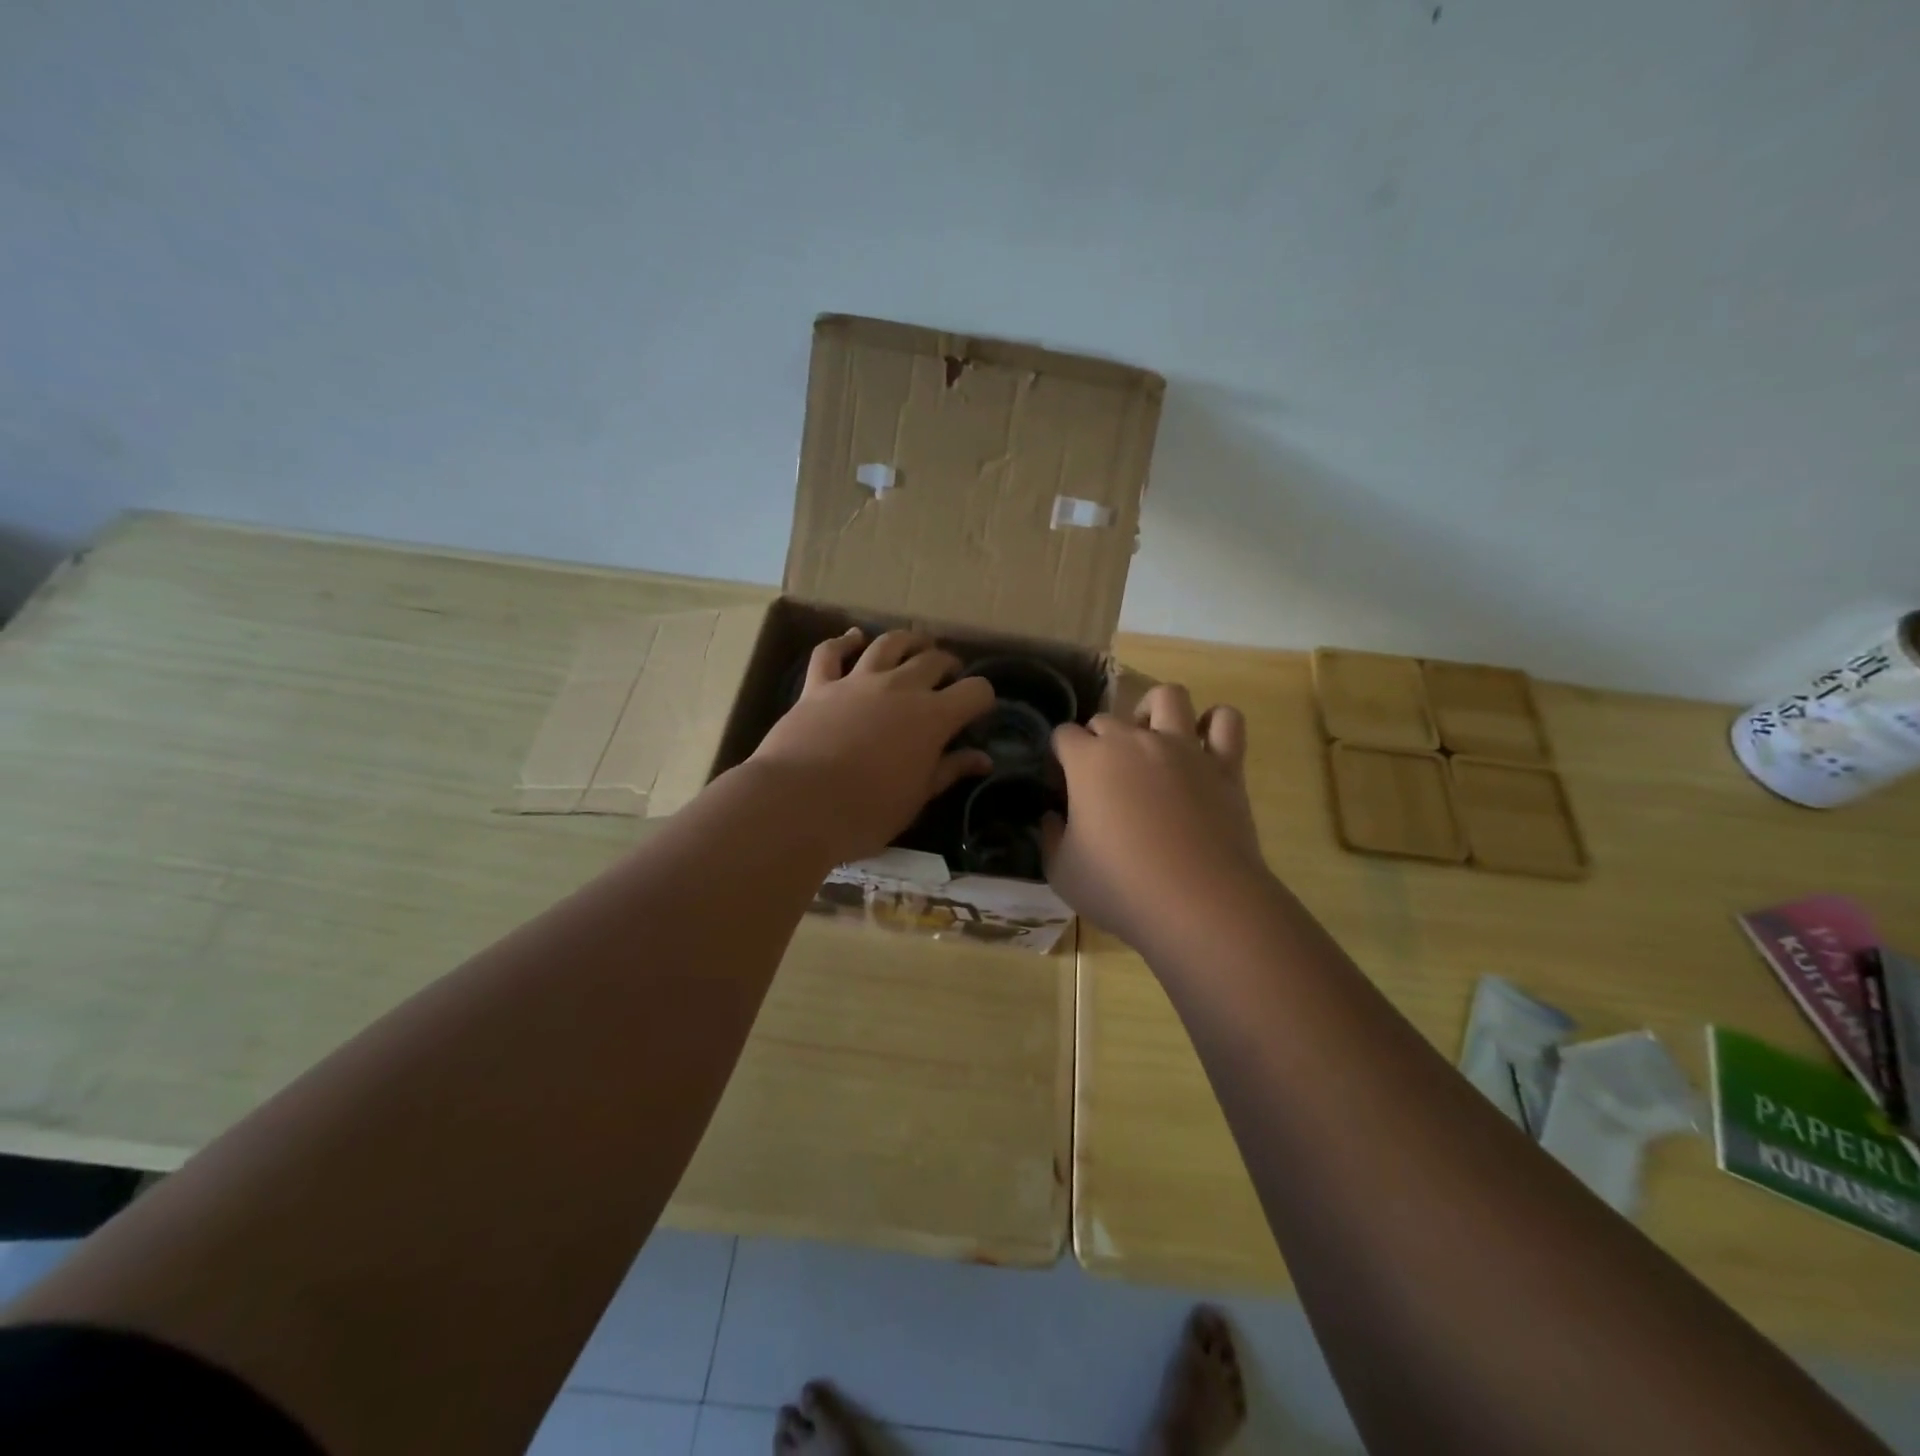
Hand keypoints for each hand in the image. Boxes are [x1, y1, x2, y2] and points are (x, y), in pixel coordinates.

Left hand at [747, 629, 994, 864]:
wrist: (799, 804)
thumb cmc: (867, 810)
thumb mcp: (917, 797)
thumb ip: (950, 770)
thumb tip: (983, 759)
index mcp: (932, 717)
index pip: (974, 692)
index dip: (982, 698)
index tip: (978, 710)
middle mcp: (900, 688)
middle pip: (933, 660)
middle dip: (948, 665)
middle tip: (949, 676)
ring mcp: (857, 681)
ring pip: (888, 644)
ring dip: (907, 641)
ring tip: (915, 646)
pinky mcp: (819, 686)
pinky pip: (830, 653)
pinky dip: (843, 642)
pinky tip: (853, 639)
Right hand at [1044, 684, 1267, 950]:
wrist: (1198, 903)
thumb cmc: (1120, 888)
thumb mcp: (1061, 871)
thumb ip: (1050, 837)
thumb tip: (1052, 817)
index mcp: (1089, 761)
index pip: (1063, 735)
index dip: (1059, 758)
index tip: (1062, 789)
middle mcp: (1134, 741)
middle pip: (1107, 718)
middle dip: (1097, 740)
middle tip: (1101, 779)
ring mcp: (1183, 748)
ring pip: (1168, 696)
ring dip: (1153, 710)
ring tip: (1150, 738)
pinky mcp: (1224, 765)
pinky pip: (1226, 721)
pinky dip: (1214, 724)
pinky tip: (1202, 743)